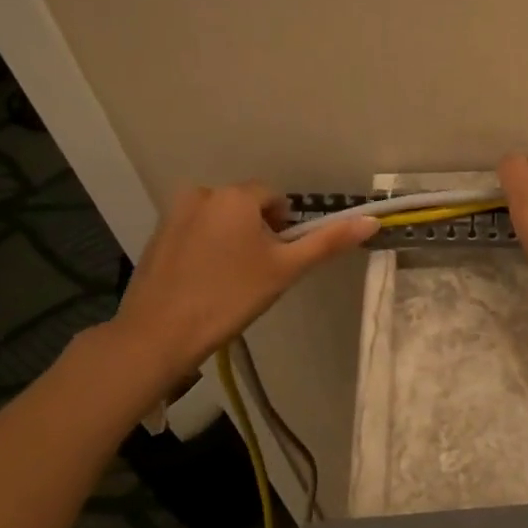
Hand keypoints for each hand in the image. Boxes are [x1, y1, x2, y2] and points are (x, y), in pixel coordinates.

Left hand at [101, 183, 375, 397]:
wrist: (159, 334)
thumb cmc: (230, 297)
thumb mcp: (286, 269)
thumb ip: (328, 242)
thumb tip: (372, 220)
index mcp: (235, 196)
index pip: (275, 199)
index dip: (283, 229)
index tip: (278, 260)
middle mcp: (202, 193)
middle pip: (246, 207)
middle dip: (257, 233)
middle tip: (256, 273)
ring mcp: (173, 213)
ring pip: (220, 220)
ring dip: (231, 239)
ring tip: (229, 280)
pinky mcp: (156, 236)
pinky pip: (195, 232)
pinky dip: (205, 249)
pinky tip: (203, 282)